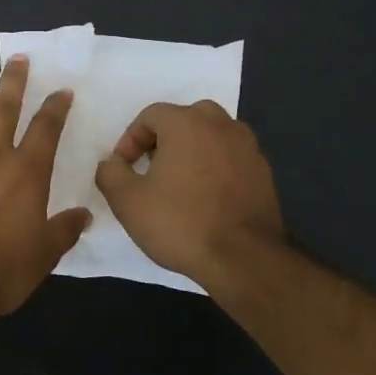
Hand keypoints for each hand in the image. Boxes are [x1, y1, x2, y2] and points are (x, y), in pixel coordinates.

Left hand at [0, 56, 92, 316]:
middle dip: (13, 80)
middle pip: (4, 107)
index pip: (46, 128)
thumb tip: (84, 214)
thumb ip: (64, 229)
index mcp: (25, 171)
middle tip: (17, 59)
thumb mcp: (44, 253)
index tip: (62, 90)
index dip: (56, 107)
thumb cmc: (2, 268)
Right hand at [93, 100, 284, 291]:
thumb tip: (112, 163)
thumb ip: (110, 173)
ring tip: (180, 183)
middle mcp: (221, 125)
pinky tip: (207, 198)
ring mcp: (248, 148)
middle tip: (152, 167)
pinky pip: (232, 158)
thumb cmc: (180, 223)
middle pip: (186, 118)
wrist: (244, 259)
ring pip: (213, 136)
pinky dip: (217, 168)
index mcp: (187, 123)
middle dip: (165, 138)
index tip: (124, 168)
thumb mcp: (127, 201)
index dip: (131, 139)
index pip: (151, 115)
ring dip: (193, 150)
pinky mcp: (265, 173)